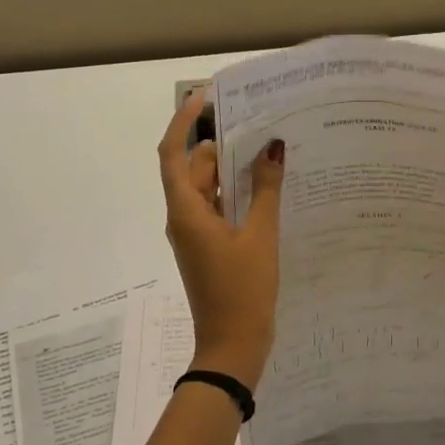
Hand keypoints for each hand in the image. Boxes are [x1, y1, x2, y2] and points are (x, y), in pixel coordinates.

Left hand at [158, 93, 285, 389]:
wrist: (232, 347)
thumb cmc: (243, 290)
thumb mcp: (260, 236)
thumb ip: (264, 190)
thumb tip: (272, 148)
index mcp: (186, 212)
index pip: (172, 154)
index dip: (183, 122)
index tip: (202, 98)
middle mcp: (183, 218)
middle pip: (193, 168)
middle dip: (218, 144)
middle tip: (253, 123)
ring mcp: (194, 234)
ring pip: (205, 189)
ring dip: (228, 170)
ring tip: (265, 150)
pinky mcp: (206, 247)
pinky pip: (215, 209)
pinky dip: (233, 194)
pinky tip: (264, 189)